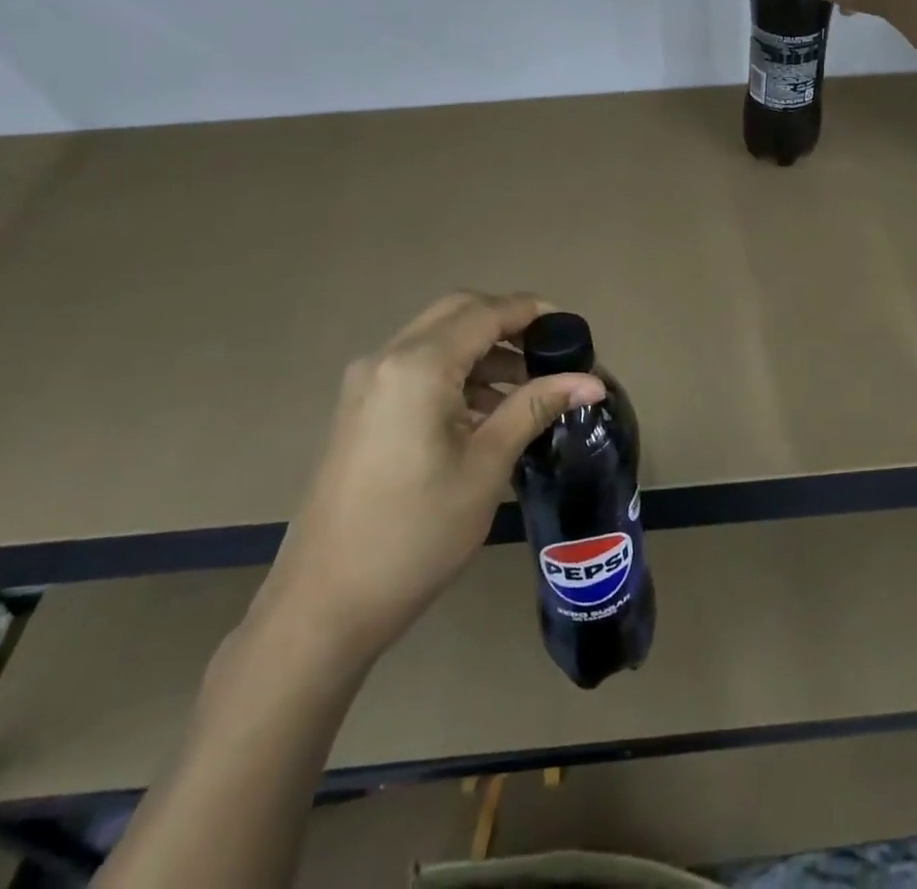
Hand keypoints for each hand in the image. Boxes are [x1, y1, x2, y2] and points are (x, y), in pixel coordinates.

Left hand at [254, 292, 604, 663]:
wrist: (324, 604)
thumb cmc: (416, 534)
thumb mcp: (486, 466)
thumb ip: (535, 407)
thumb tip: (593, 381)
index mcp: (417, 365)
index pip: (486, 312)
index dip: (532, 312)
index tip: (573, 329)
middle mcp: (387, 358)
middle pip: (457, 313)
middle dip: (507, 324)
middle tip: (550, 353)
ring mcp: (367, 383)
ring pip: (436, 339)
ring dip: (482, 351)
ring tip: (528, 389)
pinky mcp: (360, 409)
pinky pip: (416, 368)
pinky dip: (456, 373)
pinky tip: (486, 412)